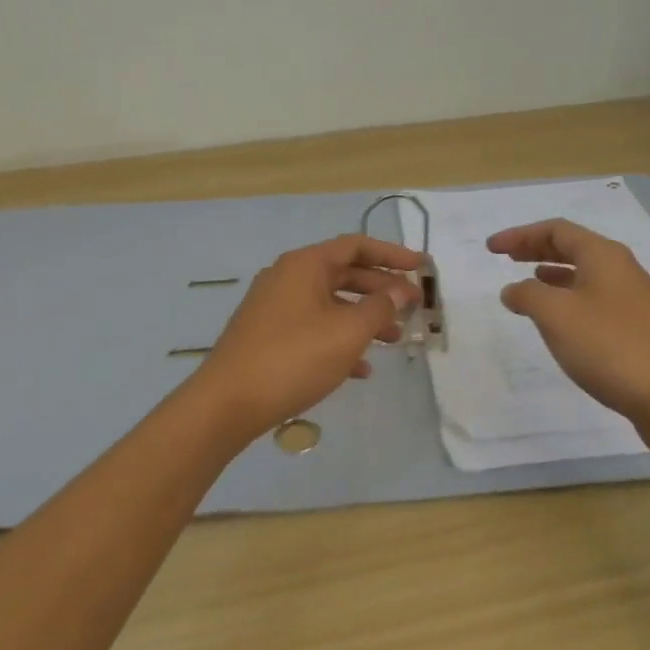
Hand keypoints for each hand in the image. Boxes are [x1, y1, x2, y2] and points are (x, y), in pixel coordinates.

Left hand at [190, 234, 423, 441]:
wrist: (227, 403)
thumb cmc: (294, 358)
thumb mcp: (347, 332)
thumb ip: (380, 308)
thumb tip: (400, 291)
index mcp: (306, 265)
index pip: (357, 246)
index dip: (392, 254)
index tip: (421, 267)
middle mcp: (288, 277)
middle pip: (345, 274)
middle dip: (382, 291)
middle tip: (413, 307)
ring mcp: (275, 307)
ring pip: (331, 304)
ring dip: (364, 319)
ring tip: (394, 341)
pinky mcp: (268, 335)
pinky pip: (313, 328)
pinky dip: (339, 340)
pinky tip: (360, 370)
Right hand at [486, 218, 649, 423]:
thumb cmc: (608, 347)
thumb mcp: (556, 315)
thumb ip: (527, 295)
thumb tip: (513, 289)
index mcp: (603, 255)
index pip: (556, 230)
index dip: (520, 235)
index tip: (491, 248)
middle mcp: (621, 268)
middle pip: (572, 247)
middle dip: (536, 249)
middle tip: (507, 257)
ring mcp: (633, 297)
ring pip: (584, 273)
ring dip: (553, 274)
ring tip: (529, 284)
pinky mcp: (637, 325)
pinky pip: (595, 297)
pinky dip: (569, 297)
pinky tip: (560, 319)